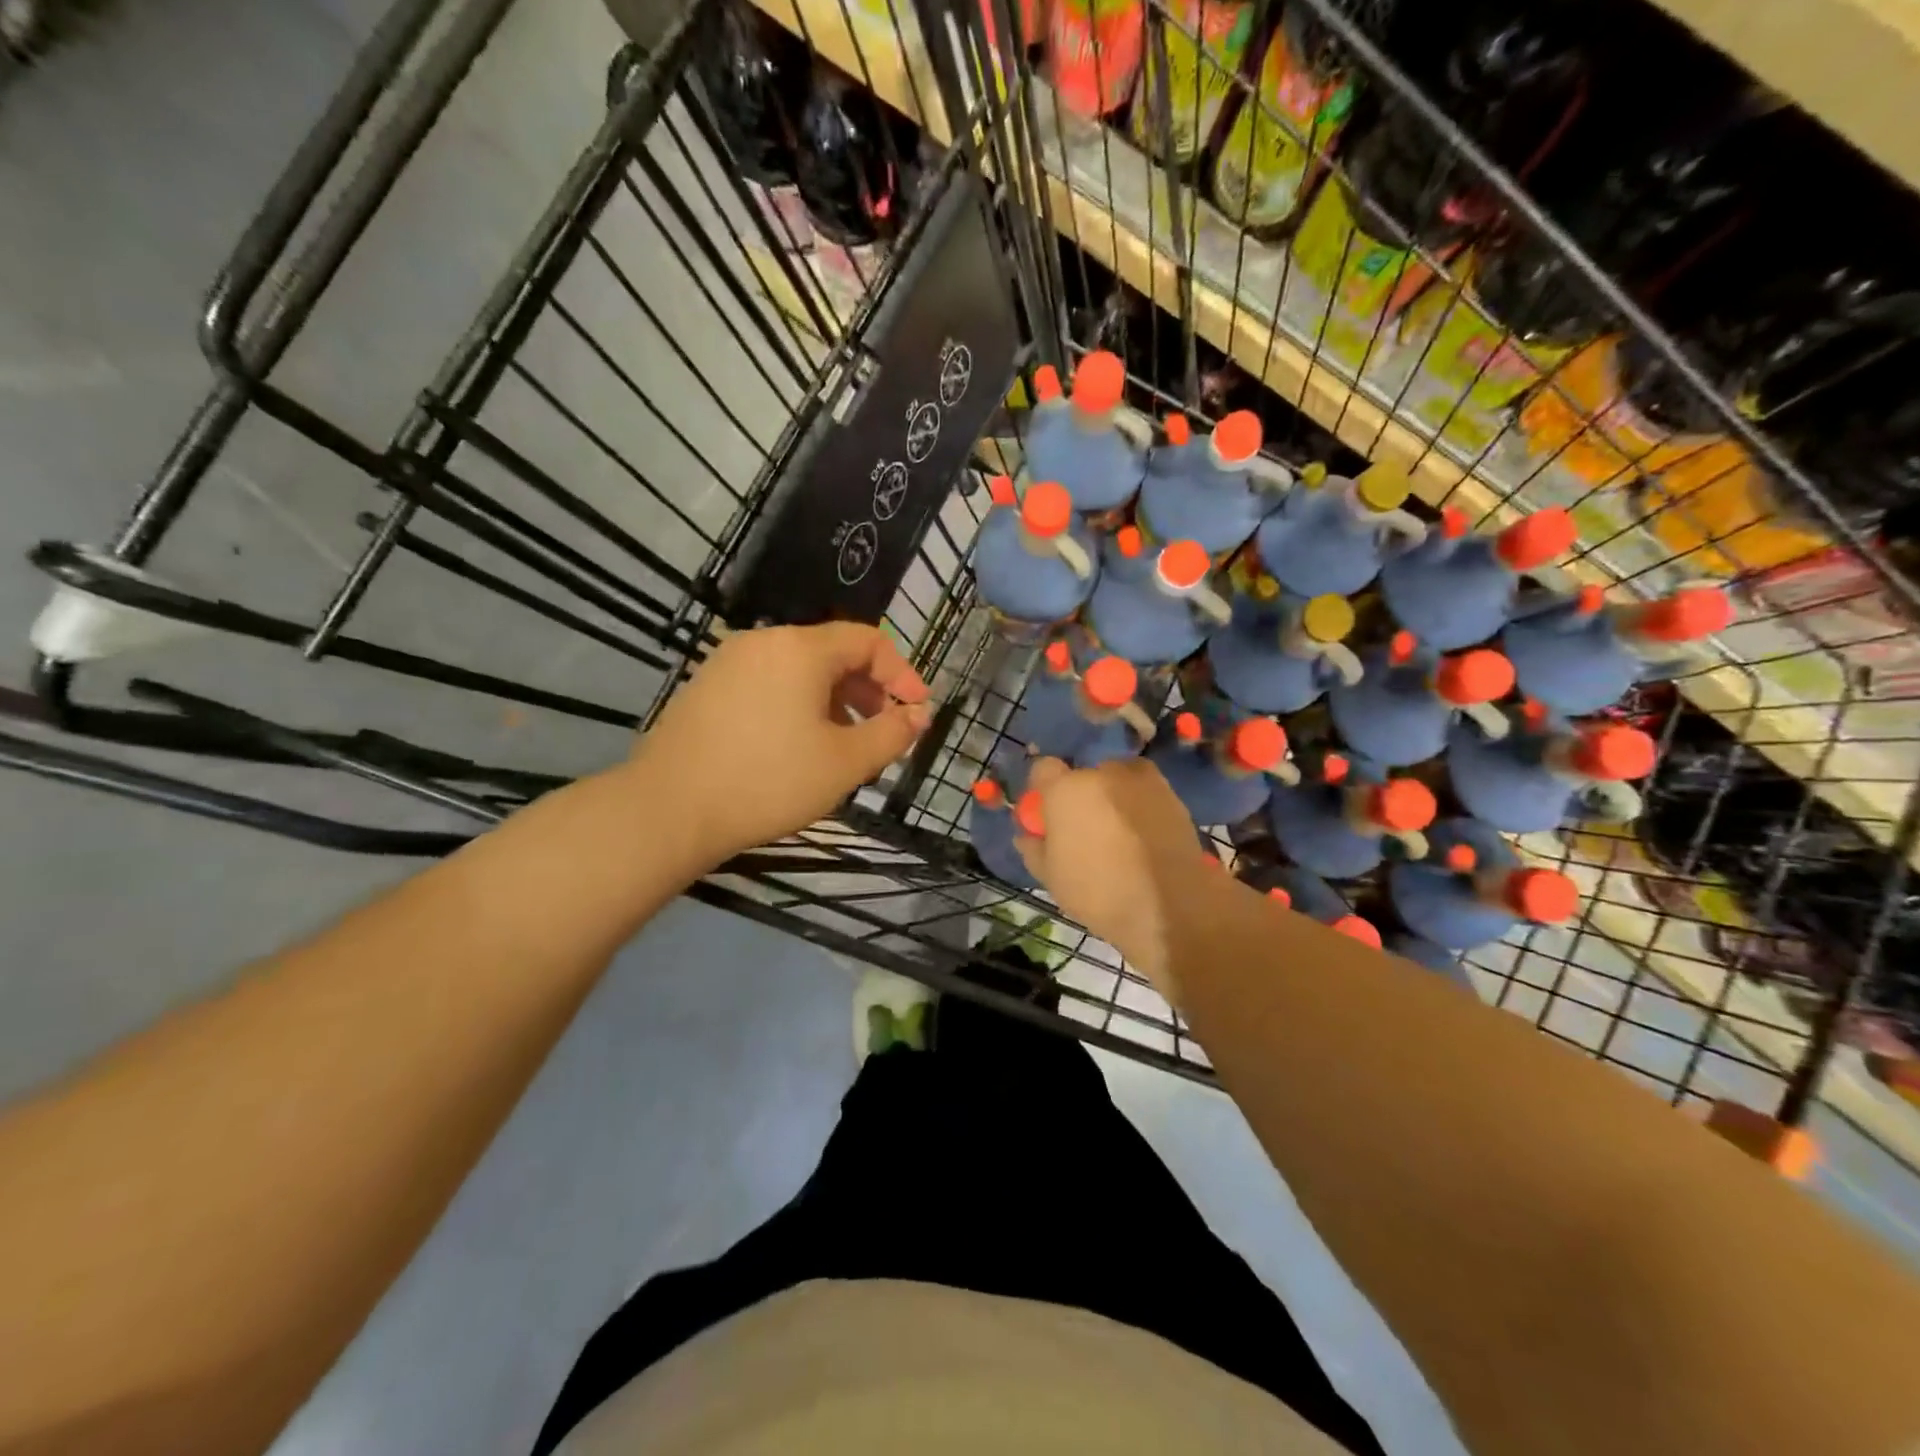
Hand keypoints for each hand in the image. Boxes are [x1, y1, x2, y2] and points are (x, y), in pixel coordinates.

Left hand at [630, 623, 930, 866]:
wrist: (669, 810)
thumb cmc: (769, 782)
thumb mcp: (845, 763)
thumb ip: (892, 733)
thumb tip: (918, 714)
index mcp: (801, 648)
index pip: (868, 640)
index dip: (902, 673)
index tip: (917, 711)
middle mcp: (763, 642)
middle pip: (833, 652)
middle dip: (869, 690)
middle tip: (883, 731)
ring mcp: (729, 663)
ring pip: (800, 671)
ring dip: (835, 700)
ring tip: (844, 745)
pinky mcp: (706, 687)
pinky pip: (769, 684)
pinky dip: (798, 705)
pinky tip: (797, 747)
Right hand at [1014, 756, 1212, 1001]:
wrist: (1173, 907)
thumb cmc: (1100, 892)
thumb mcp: (1052, 878)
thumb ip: (1033, 848)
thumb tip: (1027, 834)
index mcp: (1066, 789)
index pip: (1043, 768)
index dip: (1043, 789)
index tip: (1046, 813)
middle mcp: (1103, 772)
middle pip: (1083, 774)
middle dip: (1080, 794)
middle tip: (1084, 828)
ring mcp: (1142, 779)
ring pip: (1116, 780)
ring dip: (1113, 797)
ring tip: (1118, 833)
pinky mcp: (1172, 793)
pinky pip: (1144, 792)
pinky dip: (1140, 806)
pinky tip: (1142, 837)